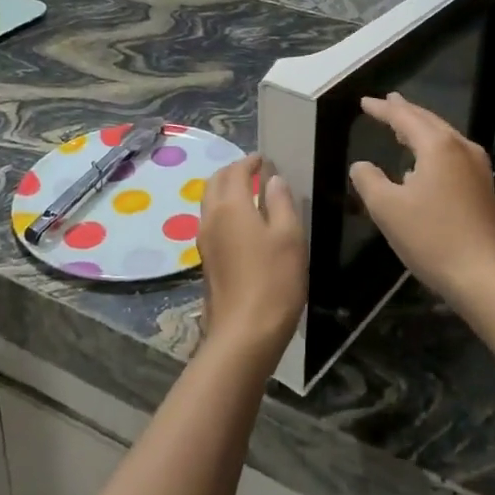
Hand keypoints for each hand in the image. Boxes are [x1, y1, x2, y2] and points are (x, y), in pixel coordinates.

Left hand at [197, 154, 306, 361]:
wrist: (244, 335)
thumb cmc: (273, 281)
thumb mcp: (289, 237)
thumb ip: (281, 203)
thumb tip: (274, 180)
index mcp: (230, 206)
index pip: (235, 171)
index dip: (250, 162)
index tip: (264, 160)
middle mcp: (210, 218)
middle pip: (215, 183)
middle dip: (232, 172)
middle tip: (255, 173)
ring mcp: (204, 242)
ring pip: (210, 203)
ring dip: (226, 192)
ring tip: (250, 195)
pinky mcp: (206, 262)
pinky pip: (212, 223)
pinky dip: (225, 212)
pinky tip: (244, 225)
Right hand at [349, 93, 494, 310]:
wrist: (488, 277)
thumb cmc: (433, 238)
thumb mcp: (388, 209)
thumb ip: (369, 181)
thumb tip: (361, 165)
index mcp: (438, 146)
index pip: (404, 117)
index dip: (382, 109)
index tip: (364, 102)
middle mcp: (461, 148)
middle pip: (429, 121)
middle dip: (406, 111)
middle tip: (387, 102)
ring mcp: (478, 169)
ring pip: (444, 137)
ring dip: (422, 129)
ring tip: (403, 126)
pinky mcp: (484, 189)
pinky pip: (453, 154)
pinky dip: (434, 147)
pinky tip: (426, 163)